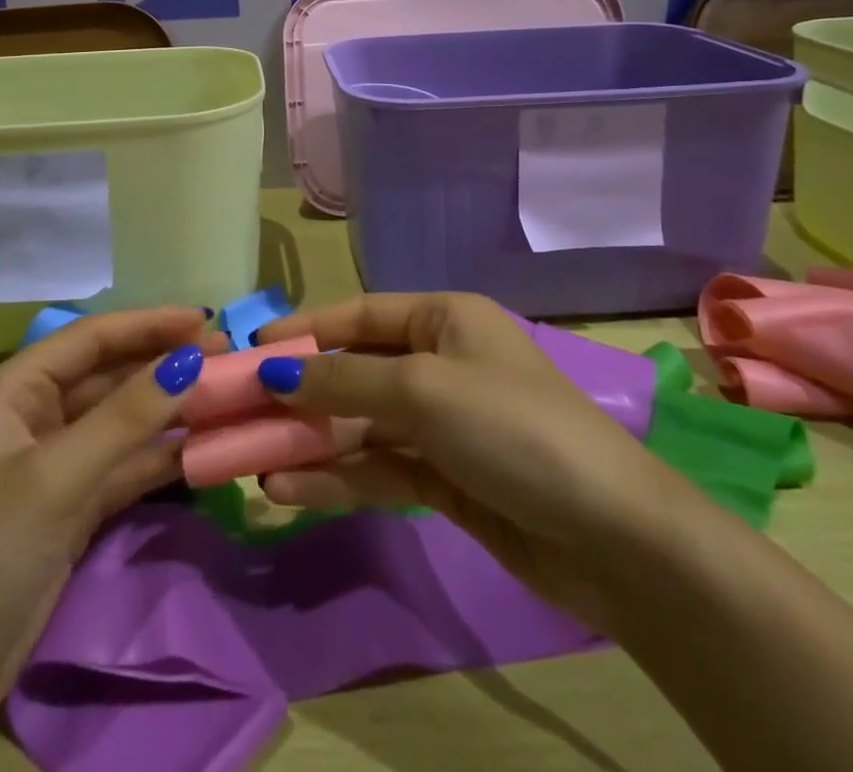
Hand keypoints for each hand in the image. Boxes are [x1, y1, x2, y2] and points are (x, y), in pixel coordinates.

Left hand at [0, 307, 222, 725]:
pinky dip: (161, 456)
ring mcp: (55, 464)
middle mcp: (34, 416)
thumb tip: (191, 360)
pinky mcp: (71, 507)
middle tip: (228, 357)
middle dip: (165, 364)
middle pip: (110, 375)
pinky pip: (124, 466)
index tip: (206, 318)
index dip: (149, 323)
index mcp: (14, 390)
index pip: (91, 338)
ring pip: (122, 421)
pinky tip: (204, 447)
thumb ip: (126, 416)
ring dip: (170, 409)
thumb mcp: (57, 476)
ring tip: (226, 395)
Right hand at [254, 292, 691, 627]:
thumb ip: (343, 380)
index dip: (305, 329)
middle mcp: (441, 363)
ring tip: (253, 464)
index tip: (251, 349)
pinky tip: (291, 491)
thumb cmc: (512, 427)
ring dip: (311, 443)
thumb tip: (275, 369)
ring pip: (361, 425)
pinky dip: (338, 477)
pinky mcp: (445, 479)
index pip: (360, 315)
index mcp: (444, 319)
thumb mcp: (423, 390)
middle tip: (240, 413)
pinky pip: (379, 467)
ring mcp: (442, 424)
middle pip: (355, 372)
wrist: (613, 538)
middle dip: (301, 394)